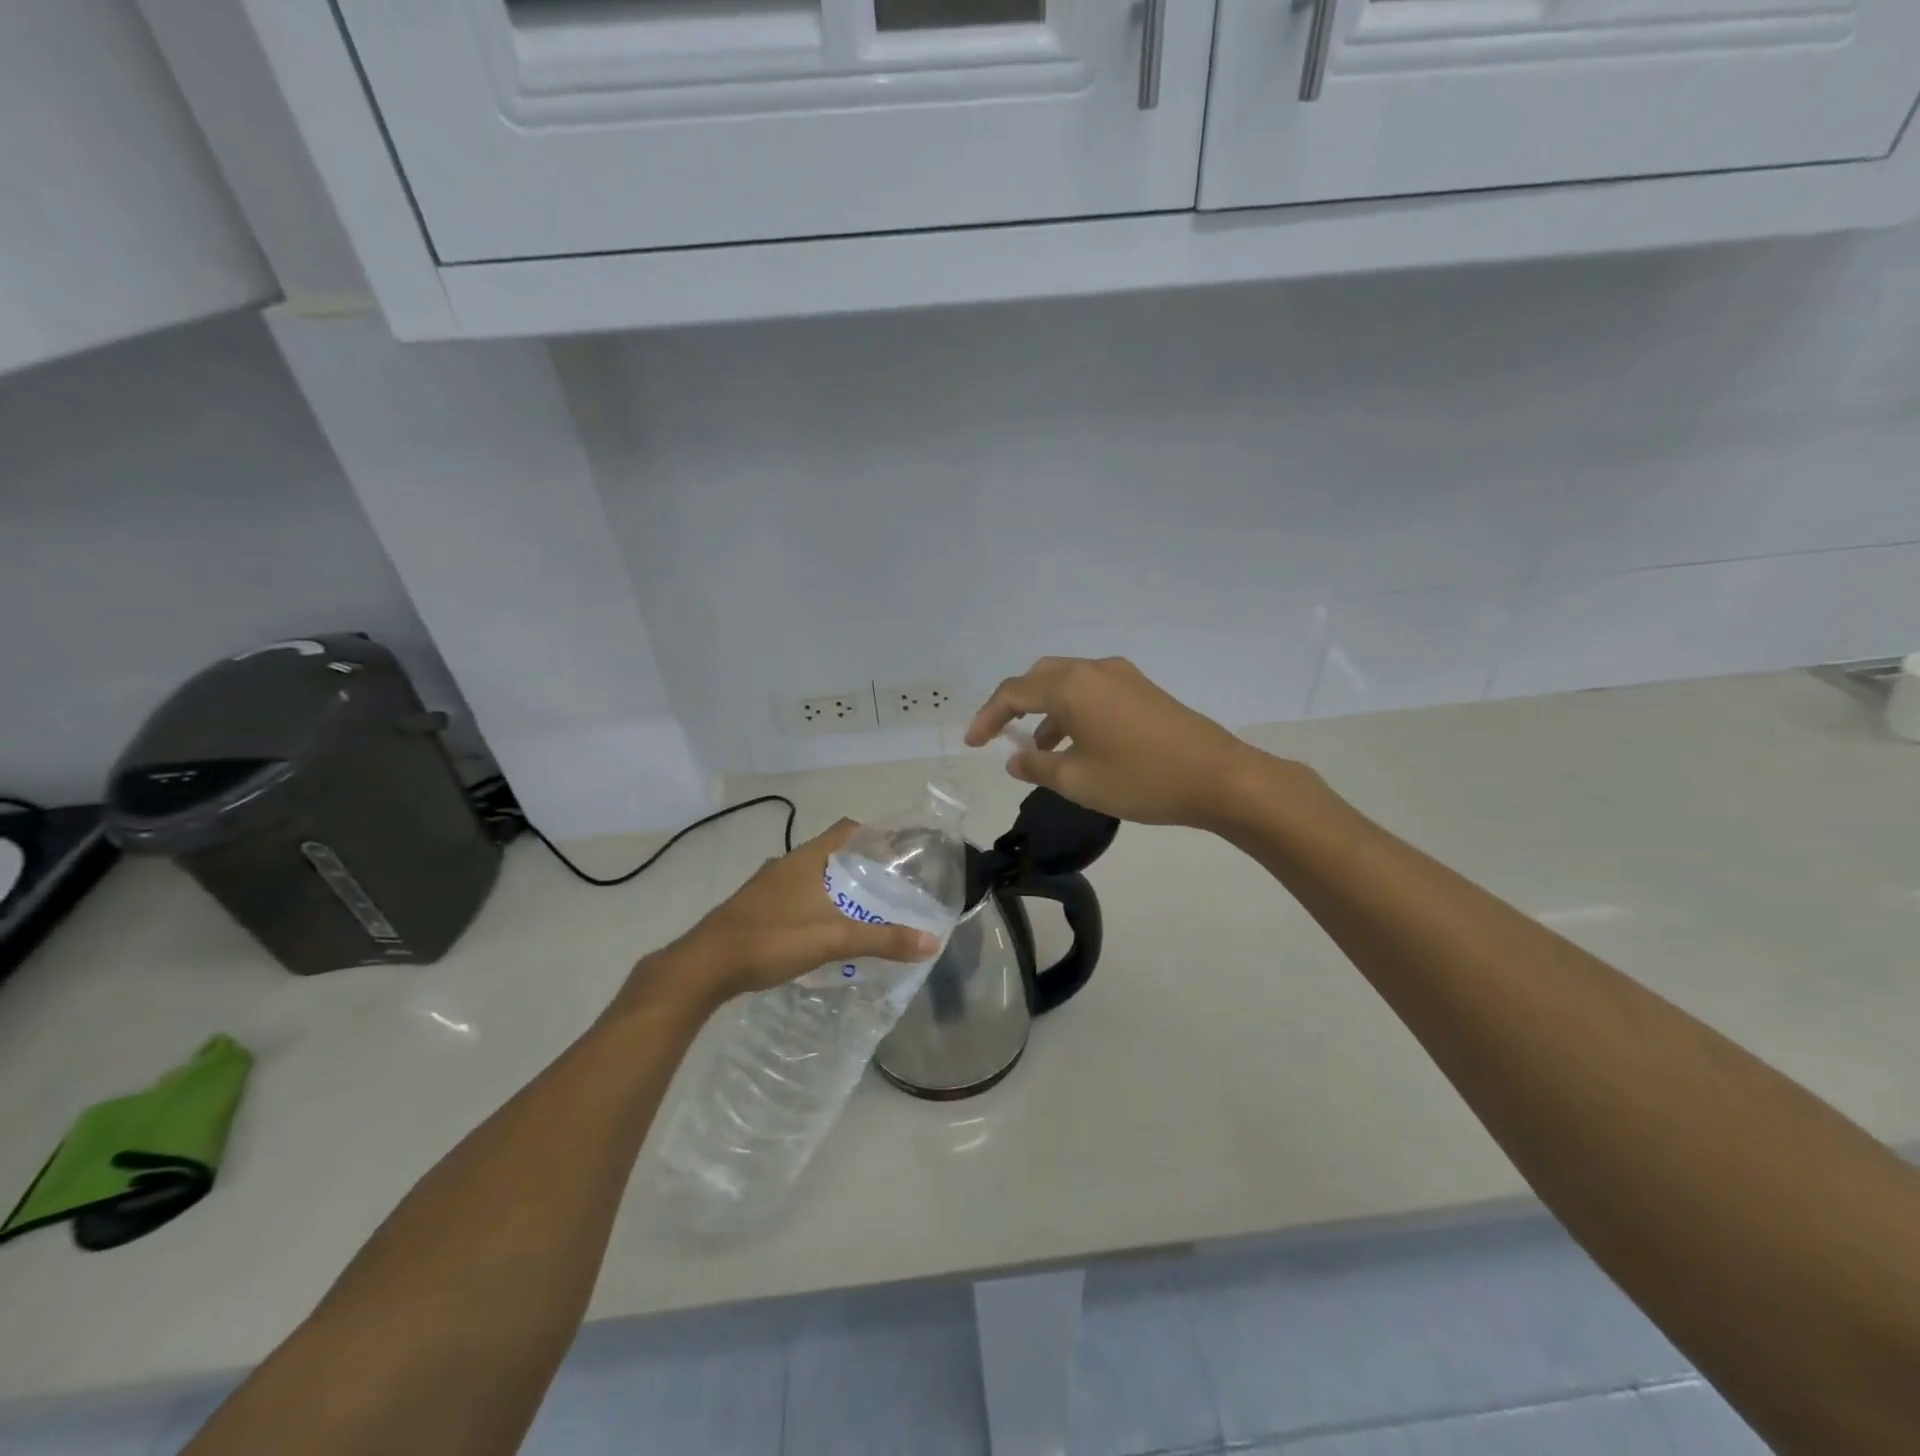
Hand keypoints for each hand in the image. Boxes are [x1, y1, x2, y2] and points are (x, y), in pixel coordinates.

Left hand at [660, 821, 938, 1003]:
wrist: (704, 966)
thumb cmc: (772, 940)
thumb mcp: (834, 939)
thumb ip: (883, 940)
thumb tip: (931, 942)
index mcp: (806, 859)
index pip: (846, 829)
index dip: (874, 834)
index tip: (898, 851)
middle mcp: (785, 864)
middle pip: (830, 852)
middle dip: (858, 865)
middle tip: (887, 886)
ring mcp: (765, 886)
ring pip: (809, 875)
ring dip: (833, 886)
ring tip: (860, 909)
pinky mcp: (752, 907)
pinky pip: (792, 895)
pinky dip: (812, 903)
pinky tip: (821, 929)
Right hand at [964, 656, 1266, 829]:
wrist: (1219, 778)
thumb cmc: (1141, 780)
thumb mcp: (1078, 782)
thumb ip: (1037, 767)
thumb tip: (1015, 759)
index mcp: (1072, 687)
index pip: (1014, 693)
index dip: (988, 717)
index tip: (973, 743)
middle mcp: (1094, 670)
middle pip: (1039, 677)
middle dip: (1015, 705)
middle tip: (1001, 735)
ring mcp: (1123, 677)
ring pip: (1068, 683)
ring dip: (1046, 710)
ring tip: (1039, 750)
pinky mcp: (1143, 690)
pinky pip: (1093, 691)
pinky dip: (1073, 711)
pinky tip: (1078, 744)